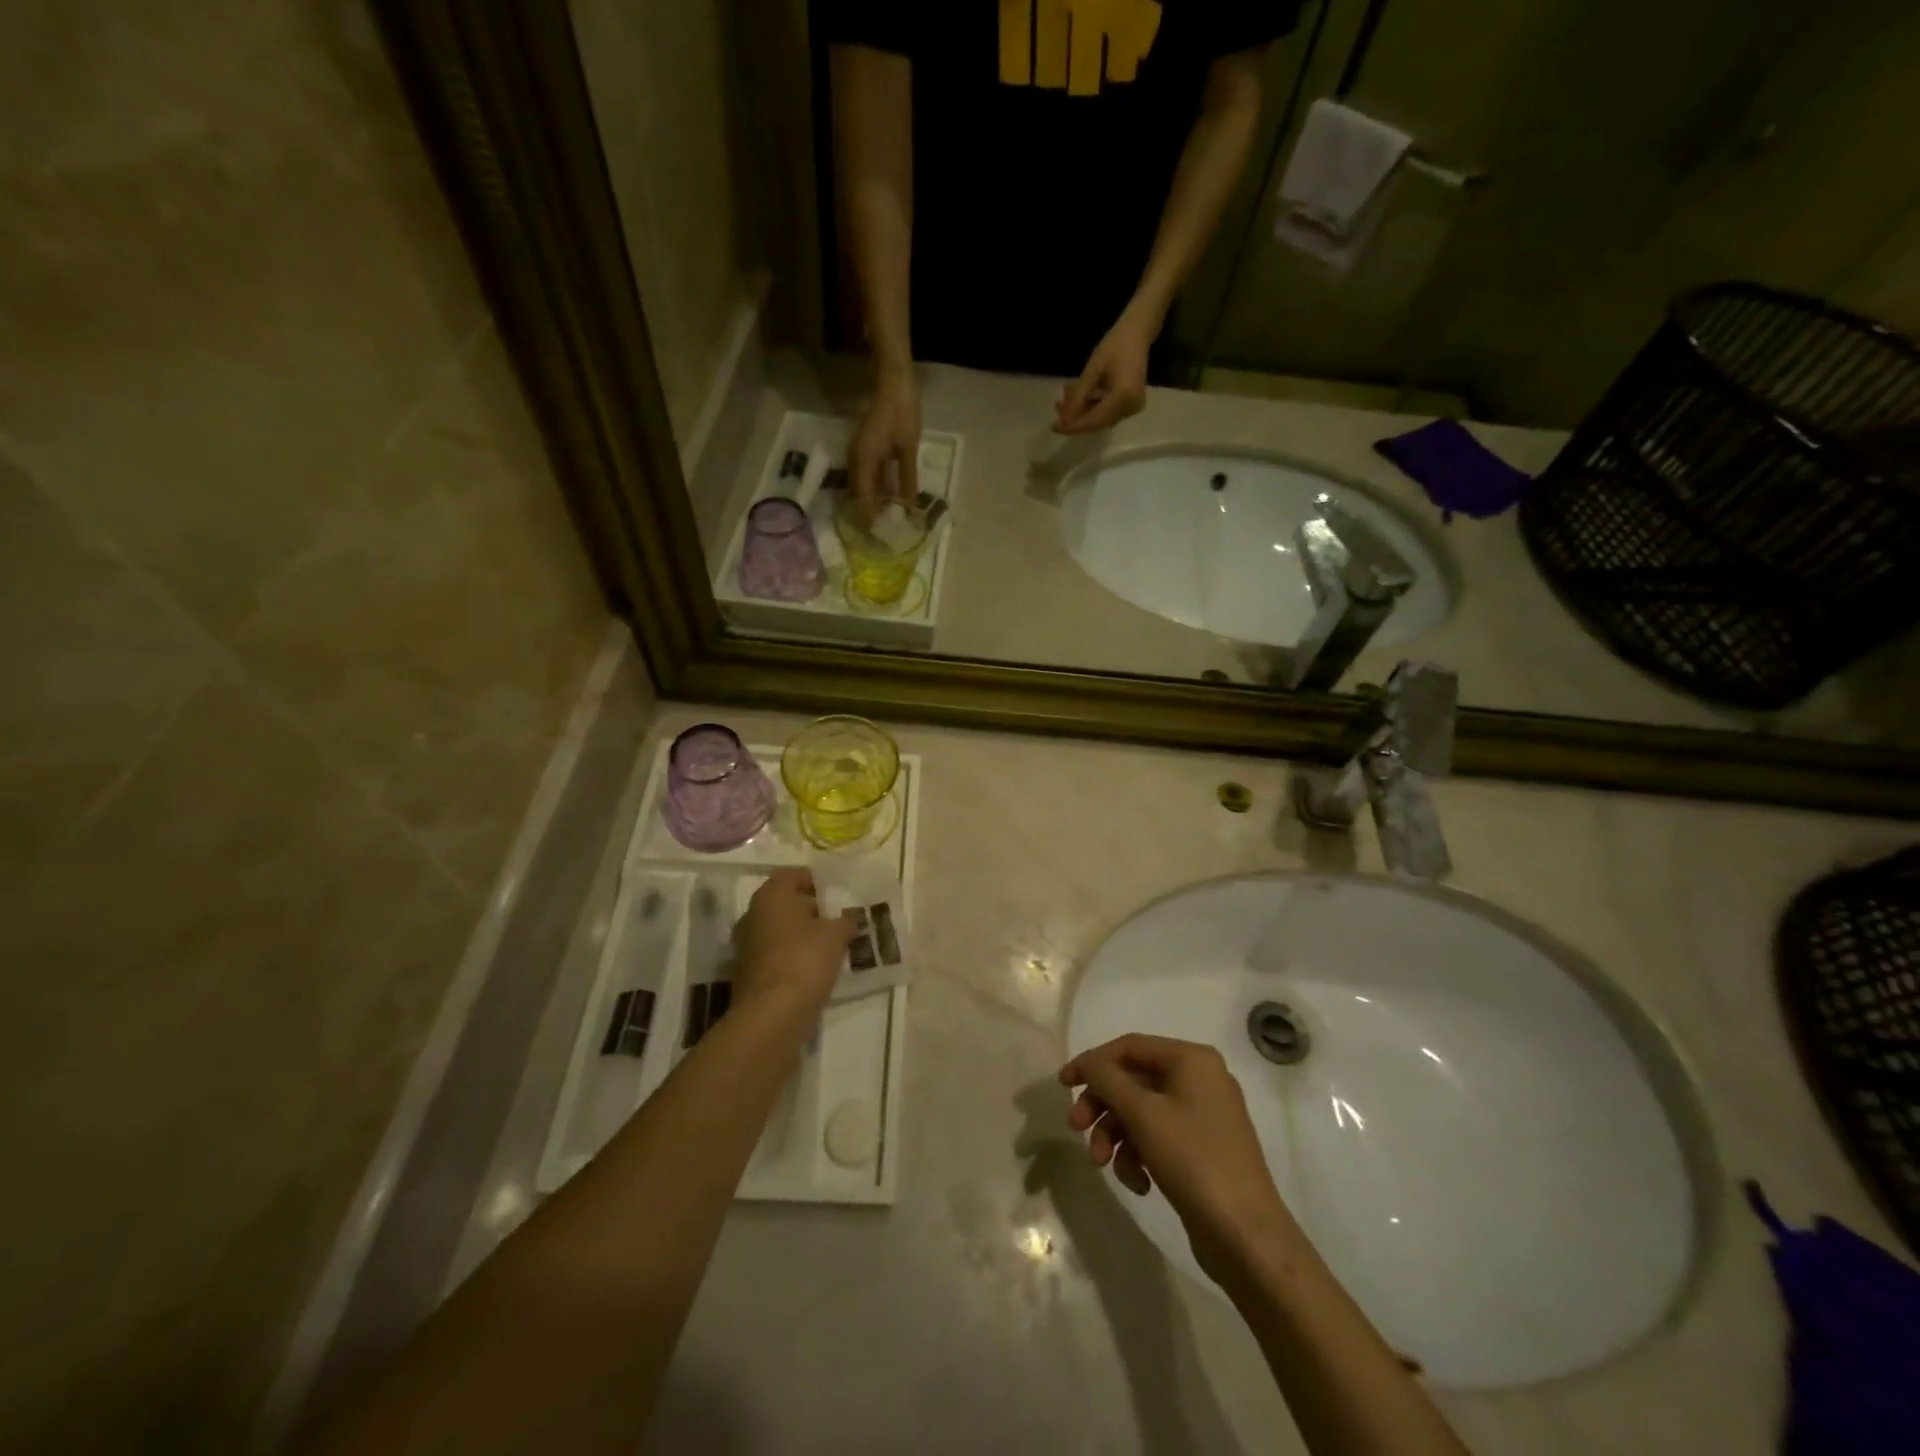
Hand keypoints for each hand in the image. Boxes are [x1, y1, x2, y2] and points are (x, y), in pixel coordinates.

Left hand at [733, 869, 856, 1014]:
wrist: (772, 1014)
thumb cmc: (805, 959)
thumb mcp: (837, 934)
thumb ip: (846, 921)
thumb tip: (849, 920)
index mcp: (770, 895)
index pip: (794, 875)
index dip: (818, 882)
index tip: (838, 895)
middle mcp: (752, 914)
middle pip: (786, 904)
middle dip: (811, 910)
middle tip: (838, 920)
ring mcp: (747, 946)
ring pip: (781, 931)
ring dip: (803, 936)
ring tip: (832, 946)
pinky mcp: (749, 973)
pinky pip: (777, 955)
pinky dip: (794, 958)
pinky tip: (816, 969)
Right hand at [848, 365, 920, 524]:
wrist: (894, 381)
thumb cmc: (902, 412)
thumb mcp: (908, 448)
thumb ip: (907, 478)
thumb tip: (909, 506)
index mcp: (864, 460)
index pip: (863, 499)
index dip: (869, 519)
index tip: (879, 538)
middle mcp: (856, 460)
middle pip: (858, 496)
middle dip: (869, 516)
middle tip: (882, 536)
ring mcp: (859, 455)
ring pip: (863, 488)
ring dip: (873, 505)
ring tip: (886, 524)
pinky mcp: (866, 451)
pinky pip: (868, 478)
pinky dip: (877, 491)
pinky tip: (888, 502)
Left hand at [1054, 304, 1154, 435]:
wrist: (1137, 333)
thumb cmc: (1115, 345)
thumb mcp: (1093, 369)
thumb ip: (1078, 396)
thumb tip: (1064, 419)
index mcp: (1124, 397)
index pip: (1093, 420)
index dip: (1072, 426)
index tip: (1054, 426)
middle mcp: (1130, 408)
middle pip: (1096, 423)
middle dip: (1075, 418)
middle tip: (1057, 407)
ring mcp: (1132, 408)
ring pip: (1099, 420)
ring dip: (1081, 413)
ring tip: (1063, 401)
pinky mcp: (1130, 406)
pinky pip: (1106, 414)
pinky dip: (1090, 408)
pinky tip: (1078, 398)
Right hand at [1061, 1034, 1295, 1284]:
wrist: (1247, 1237)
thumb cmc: (1194, 1161)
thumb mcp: (1143, 1115)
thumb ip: (1108, 1080)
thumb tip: (1088, 1063)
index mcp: (1192, 1059)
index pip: (1129, 1046)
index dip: (1092, 1062)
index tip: (1062, 1085)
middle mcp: (1200, 1079)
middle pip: (1133, 1081)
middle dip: (1102, 1106)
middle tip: (1076, 1129)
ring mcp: (1203, 1115)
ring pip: (1142, 1112)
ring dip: (1115, 1136)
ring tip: (1102, 1166)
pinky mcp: (1202, 1149)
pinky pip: (1158, 1137)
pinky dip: (1139, 1155)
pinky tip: (1138, 1183)